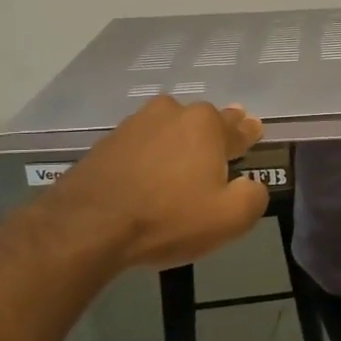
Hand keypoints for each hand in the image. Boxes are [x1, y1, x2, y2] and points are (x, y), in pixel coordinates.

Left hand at [35, 97, 268, 271]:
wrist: (87, 227)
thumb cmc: (168, 218)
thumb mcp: (230, 218)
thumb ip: (253, 196)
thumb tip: (251, 184)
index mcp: (205, 124)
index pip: (237, 126)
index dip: (247, 133)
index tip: (253, 132)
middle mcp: (171, 113)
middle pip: (202, 123)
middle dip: (214, 136)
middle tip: (220, 152)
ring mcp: (134, 125)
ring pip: (169, 131)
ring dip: (179, 145)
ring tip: (183, 167)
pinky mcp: (106, 144)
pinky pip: (142, 147)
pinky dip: (150, 157)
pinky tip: (150, 177)